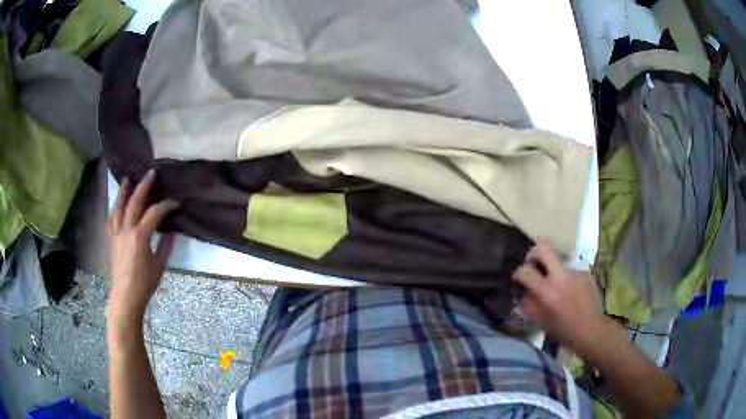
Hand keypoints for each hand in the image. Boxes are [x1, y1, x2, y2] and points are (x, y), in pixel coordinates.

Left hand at [106, 169, 178, 326]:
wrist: (125, 297)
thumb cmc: (144, 284)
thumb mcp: (159, 266)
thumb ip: (165, 245)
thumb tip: (170, 229)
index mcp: (140, 237)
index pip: (155, 213)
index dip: (167, 205)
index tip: (176, 203)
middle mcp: (126, 230)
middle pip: (135, 202)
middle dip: (144, 186)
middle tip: (151, 173)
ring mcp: (116, 234)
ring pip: (118, 207)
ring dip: (123, 192)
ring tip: (127, 179)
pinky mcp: (111, 240)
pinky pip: (110, 219)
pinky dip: (113, 209)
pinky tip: (115, 204)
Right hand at [512, 239, 604, 352]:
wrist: (591, 330)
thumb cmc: (563, 331)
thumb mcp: (541, 322)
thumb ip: (530, 305)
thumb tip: (525, 293)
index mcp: (547, 291)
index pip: (526, 271)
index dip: (518, 273)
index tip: (518, 277)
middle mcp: (561, 277)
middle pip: (544, 249)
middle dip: (535, 252)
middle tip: (533, 260)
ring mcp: (575, 273)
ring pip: (560, 265)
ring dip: (555, 273)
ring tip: (560, 289)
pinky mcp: (586, 273)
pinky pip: (572, 273)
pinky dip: (569, 280)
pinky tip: (573, 293)